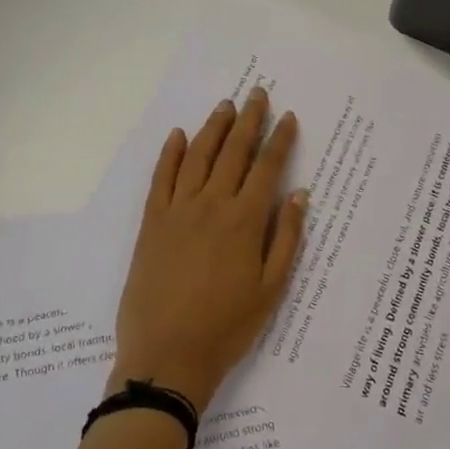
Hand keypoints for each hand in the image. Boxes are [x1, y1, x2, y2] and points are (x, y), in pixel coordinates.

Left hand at [110, 88, 308, 411]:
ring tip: (226, 106)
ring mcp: (177, 210)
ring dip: (213, 128)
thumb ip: (286, 238)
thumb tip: (298, 194)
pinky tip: (178, 136)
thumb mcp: (271, 289)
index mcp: (244, 221)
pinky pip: (161, 178)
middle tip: (257, 94)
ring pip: (198, 156)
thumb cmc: (227, 326)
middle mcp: (211, 204)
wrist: (167, 354)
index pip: (267, 168)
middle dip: (249, 120)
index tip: (288, 117)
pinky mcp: (152, 222)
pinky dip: (170, 154)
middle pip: (233, 152)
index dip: (279, 140)